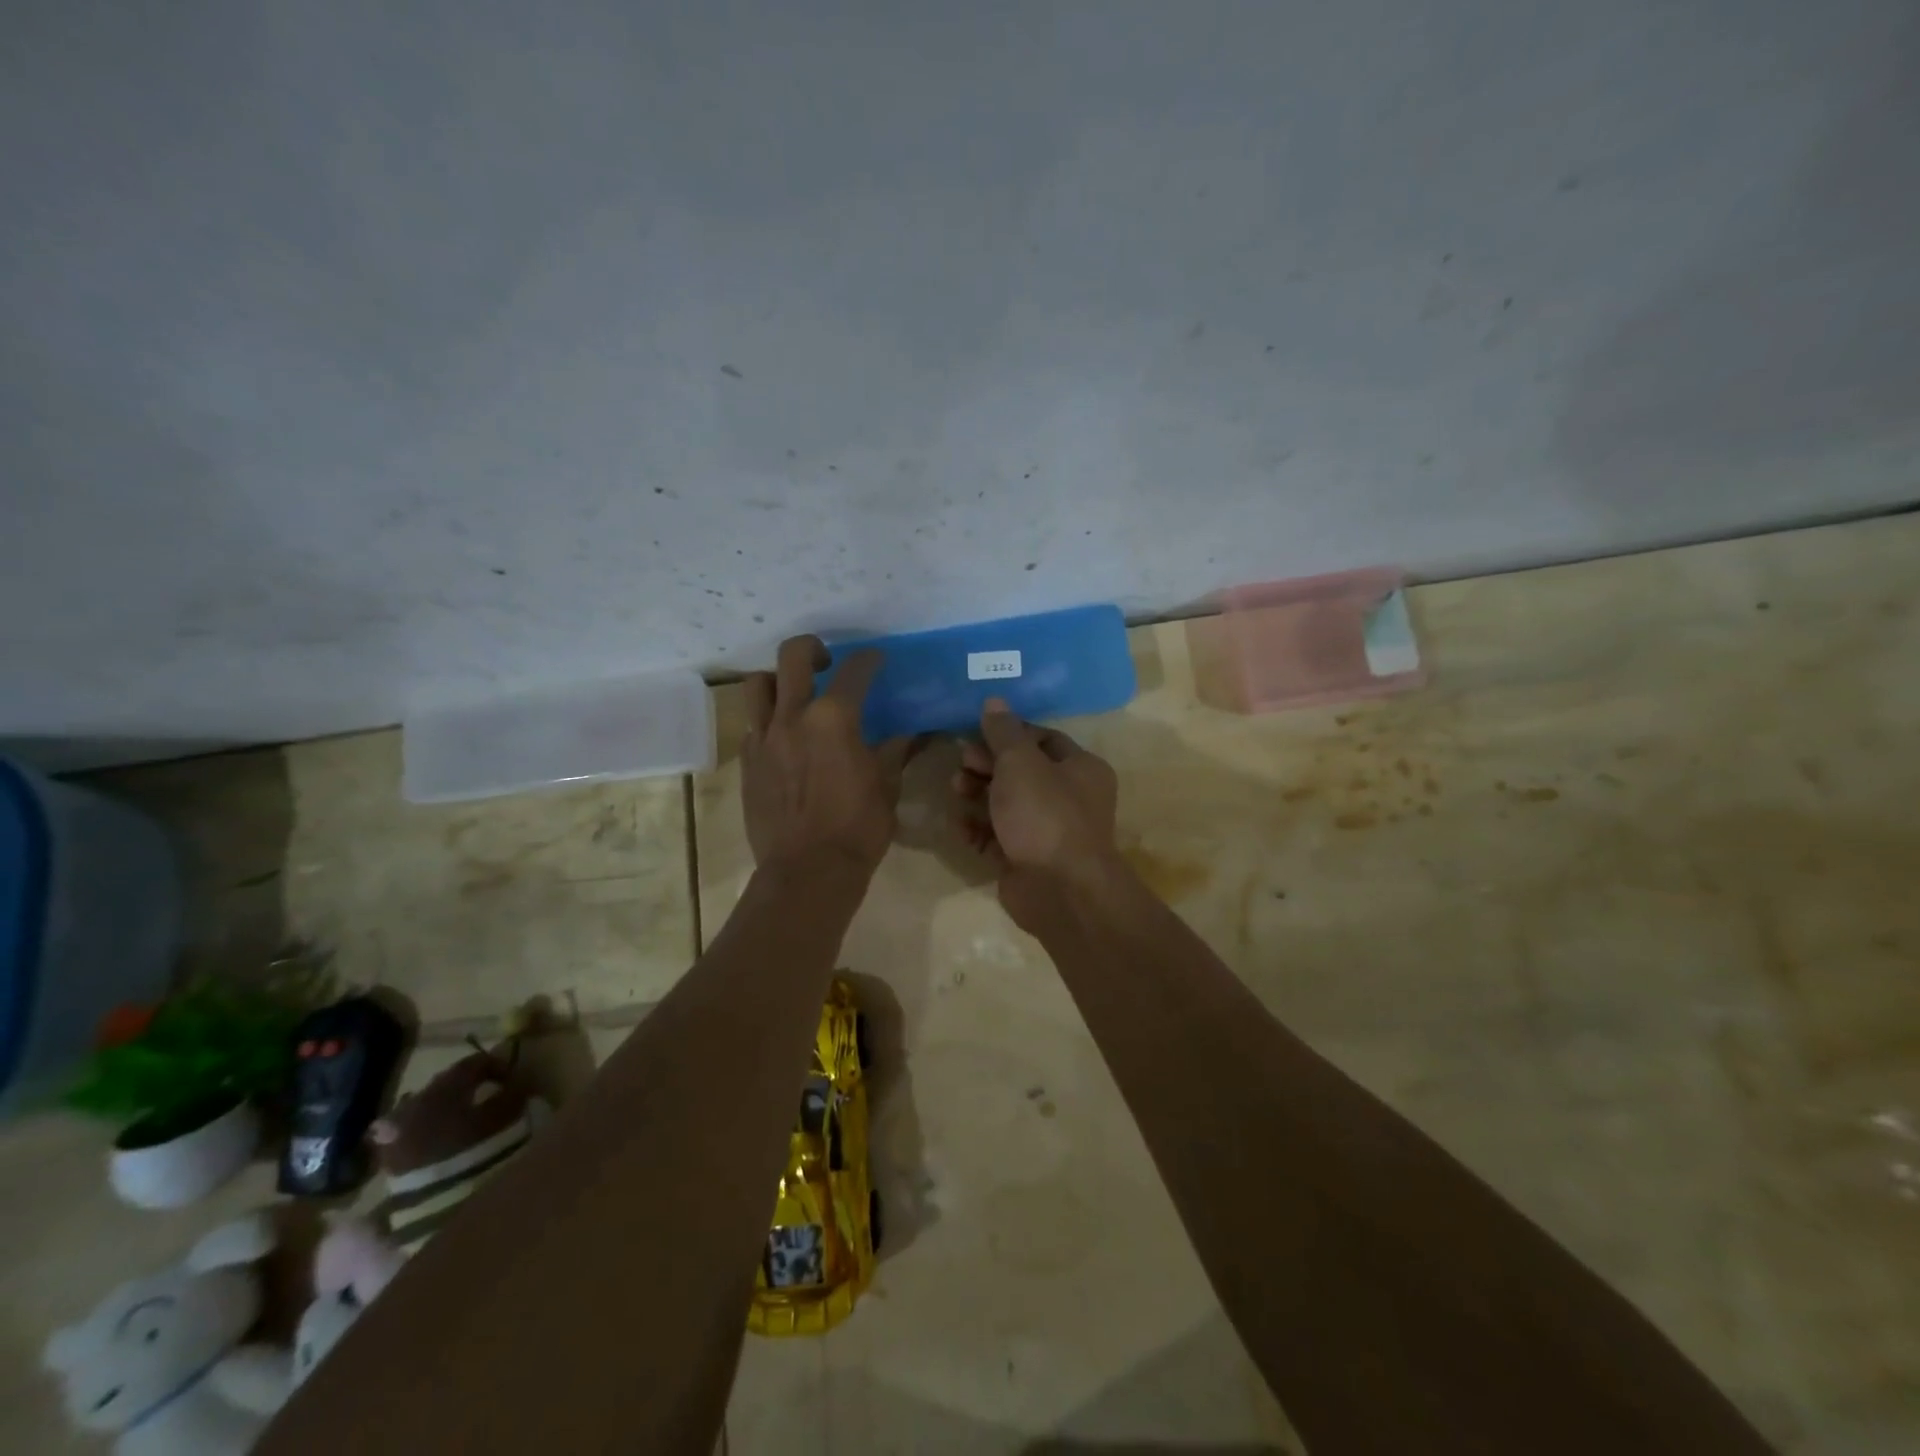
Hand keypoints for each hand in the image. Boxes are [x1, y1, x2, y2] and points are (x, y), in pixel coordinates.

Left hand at [742, 635, 914, 877]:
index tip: (876, 660)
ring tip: (794, 695)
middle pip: (793, 656)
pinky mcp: (747, 761)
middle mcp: (793, 717)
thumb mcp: (886, 788)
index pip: (854, 671)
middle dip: (812, 649)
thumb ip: (893, 753)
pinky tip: (784, 738)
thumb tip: (907, 736)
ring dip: (778, 680)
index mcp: (834, 720)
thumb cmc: (857, 829)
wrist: (807, 871)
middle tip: (826, 664)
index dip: (869, 660)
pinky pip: (752, 724)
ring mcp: (764, 738)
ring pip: (759, 684)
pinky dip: (768, 719)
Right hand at [953, 697, 1121, 925]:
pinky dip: (979, 830)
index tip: (976, 733)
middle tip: (961, 764)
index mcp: (1081, 768)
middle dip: (987, 766)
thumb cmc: (1045, 815)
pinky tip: (960, 828)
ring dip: (978, 796)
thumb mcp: (1021, 763)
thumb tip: (995, 701)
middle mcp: (1070, 797)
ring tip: (956, 792)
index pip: (1042, 739)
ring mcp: (1048, 831)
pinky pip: (999, 837)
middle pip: (1021, 772)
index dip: (1008, 734)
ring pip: (1007, 805)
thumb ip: (1004, 732)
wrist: (1059, 890)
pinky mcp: (1027, 859)